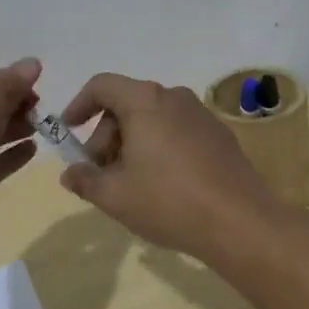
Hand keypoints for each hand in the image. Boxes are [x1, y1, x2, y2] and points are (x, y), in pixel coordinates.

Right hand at [57, 73, 282, 263]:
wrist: (240, 222)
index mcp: (145, 101)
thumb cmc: (168, 201)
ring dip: (132, 143)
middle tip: (99, 173)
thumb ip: (85, 179)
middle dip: (106, 135)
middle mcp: (175, 97)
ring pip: (154, 119)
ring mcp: (201, 115)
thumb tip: (70, 173)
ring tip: (129, 183)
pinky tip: (162, 185)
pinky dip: (159, 147)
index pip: (102, 86)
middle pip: (128, 104)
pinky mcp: (220, 135)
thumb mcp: (114, 196)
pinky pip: (177, 131)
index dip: (79, 105)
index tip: (68, 132)